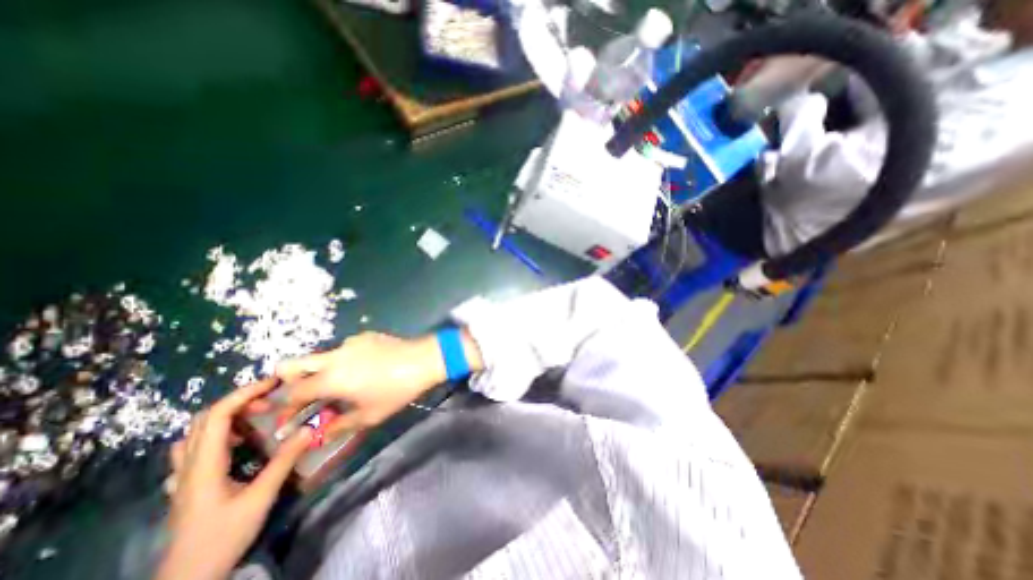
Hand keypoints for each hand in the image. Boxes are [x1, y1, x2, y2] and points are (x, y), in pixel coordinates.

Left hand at [155, 378, 312, 579]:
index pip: (218, 415)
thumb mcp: (260, 497)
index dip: (245, 393)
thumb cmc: (223, 536)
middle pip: (207, 418)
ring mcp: (185, 475)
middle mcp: (189, 464)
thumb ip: (284, 461)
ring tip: (257, 416)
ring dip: (229, 415)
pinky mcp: (188, 483)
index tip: (274, 383)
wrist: (187, 579)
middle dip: (241, 400)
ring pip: (199, 431)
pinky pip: (197, 447)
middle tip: (272, 399)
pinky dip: (220, 433)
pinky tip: (237, 442)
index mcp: (205, 464)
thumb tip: (309, 428)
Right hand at [273, 329, 484, 436]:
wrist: (424, 359)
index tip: (292, 418)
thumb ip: (339, 425)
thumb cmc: (397, 390)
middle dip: (289, 382)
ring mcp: (350, 342)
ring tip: (343, 385)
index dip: (287, 408)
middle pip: (293, 364)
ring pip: (322, 356)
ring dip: (322, 371)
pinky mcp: (365, 335)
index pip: (293, 393)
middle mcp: (334, 356)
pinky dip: (345, 361)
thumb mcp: (369, 415)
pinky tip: (366, 369)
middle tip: (305, 397)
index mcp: (330, 378)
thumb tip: (318, 435)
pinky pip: (345, 349)